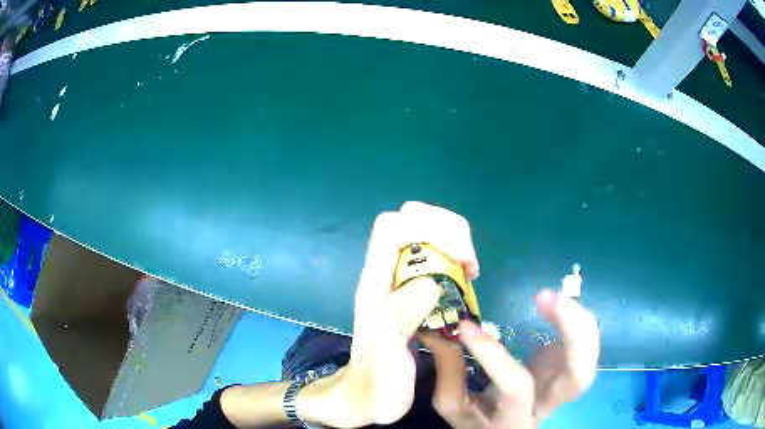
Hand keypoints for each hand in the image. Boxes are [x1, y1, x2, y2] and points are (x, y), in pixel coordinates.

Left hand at [315, 201, 479, 427]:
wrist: (362, 398)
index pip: (391, 229)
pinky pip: (433, 253)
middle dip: (447, 228)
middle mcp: (383, 276)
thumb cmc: (374, 387)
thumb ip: (398, 325)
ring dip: (454, 239)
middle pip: (409, 218)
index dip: (430, 229)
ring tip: (470, 271)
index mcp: (373, 288)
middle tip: (469, 265)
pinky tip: (465, 279)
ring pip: (422, 230)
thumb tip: (430, 283)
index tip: (463, 261)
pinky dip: (454, 254)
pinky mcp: (410, 289)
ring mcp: (397, 280)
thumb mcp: (386, 366)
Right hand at [422, 289, 599, 427]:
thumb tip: (441, 332)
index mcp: (515, 419)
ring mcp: (561, 387)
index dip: (494, 355)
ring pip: (589, 359)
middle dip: (574, 334)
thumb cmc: (478, 422)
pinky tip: (555, 304)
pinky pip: (584, 344)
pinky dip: (576, 320)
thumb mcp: (455, 406)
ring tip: (551, 297)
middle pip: (579, 378)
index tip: (466, 327)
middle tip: (550, 299)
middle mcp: (548, 404)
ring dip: (579, 322)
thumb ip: (450, 372)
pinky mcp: (565, 370)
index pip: (516, 387)